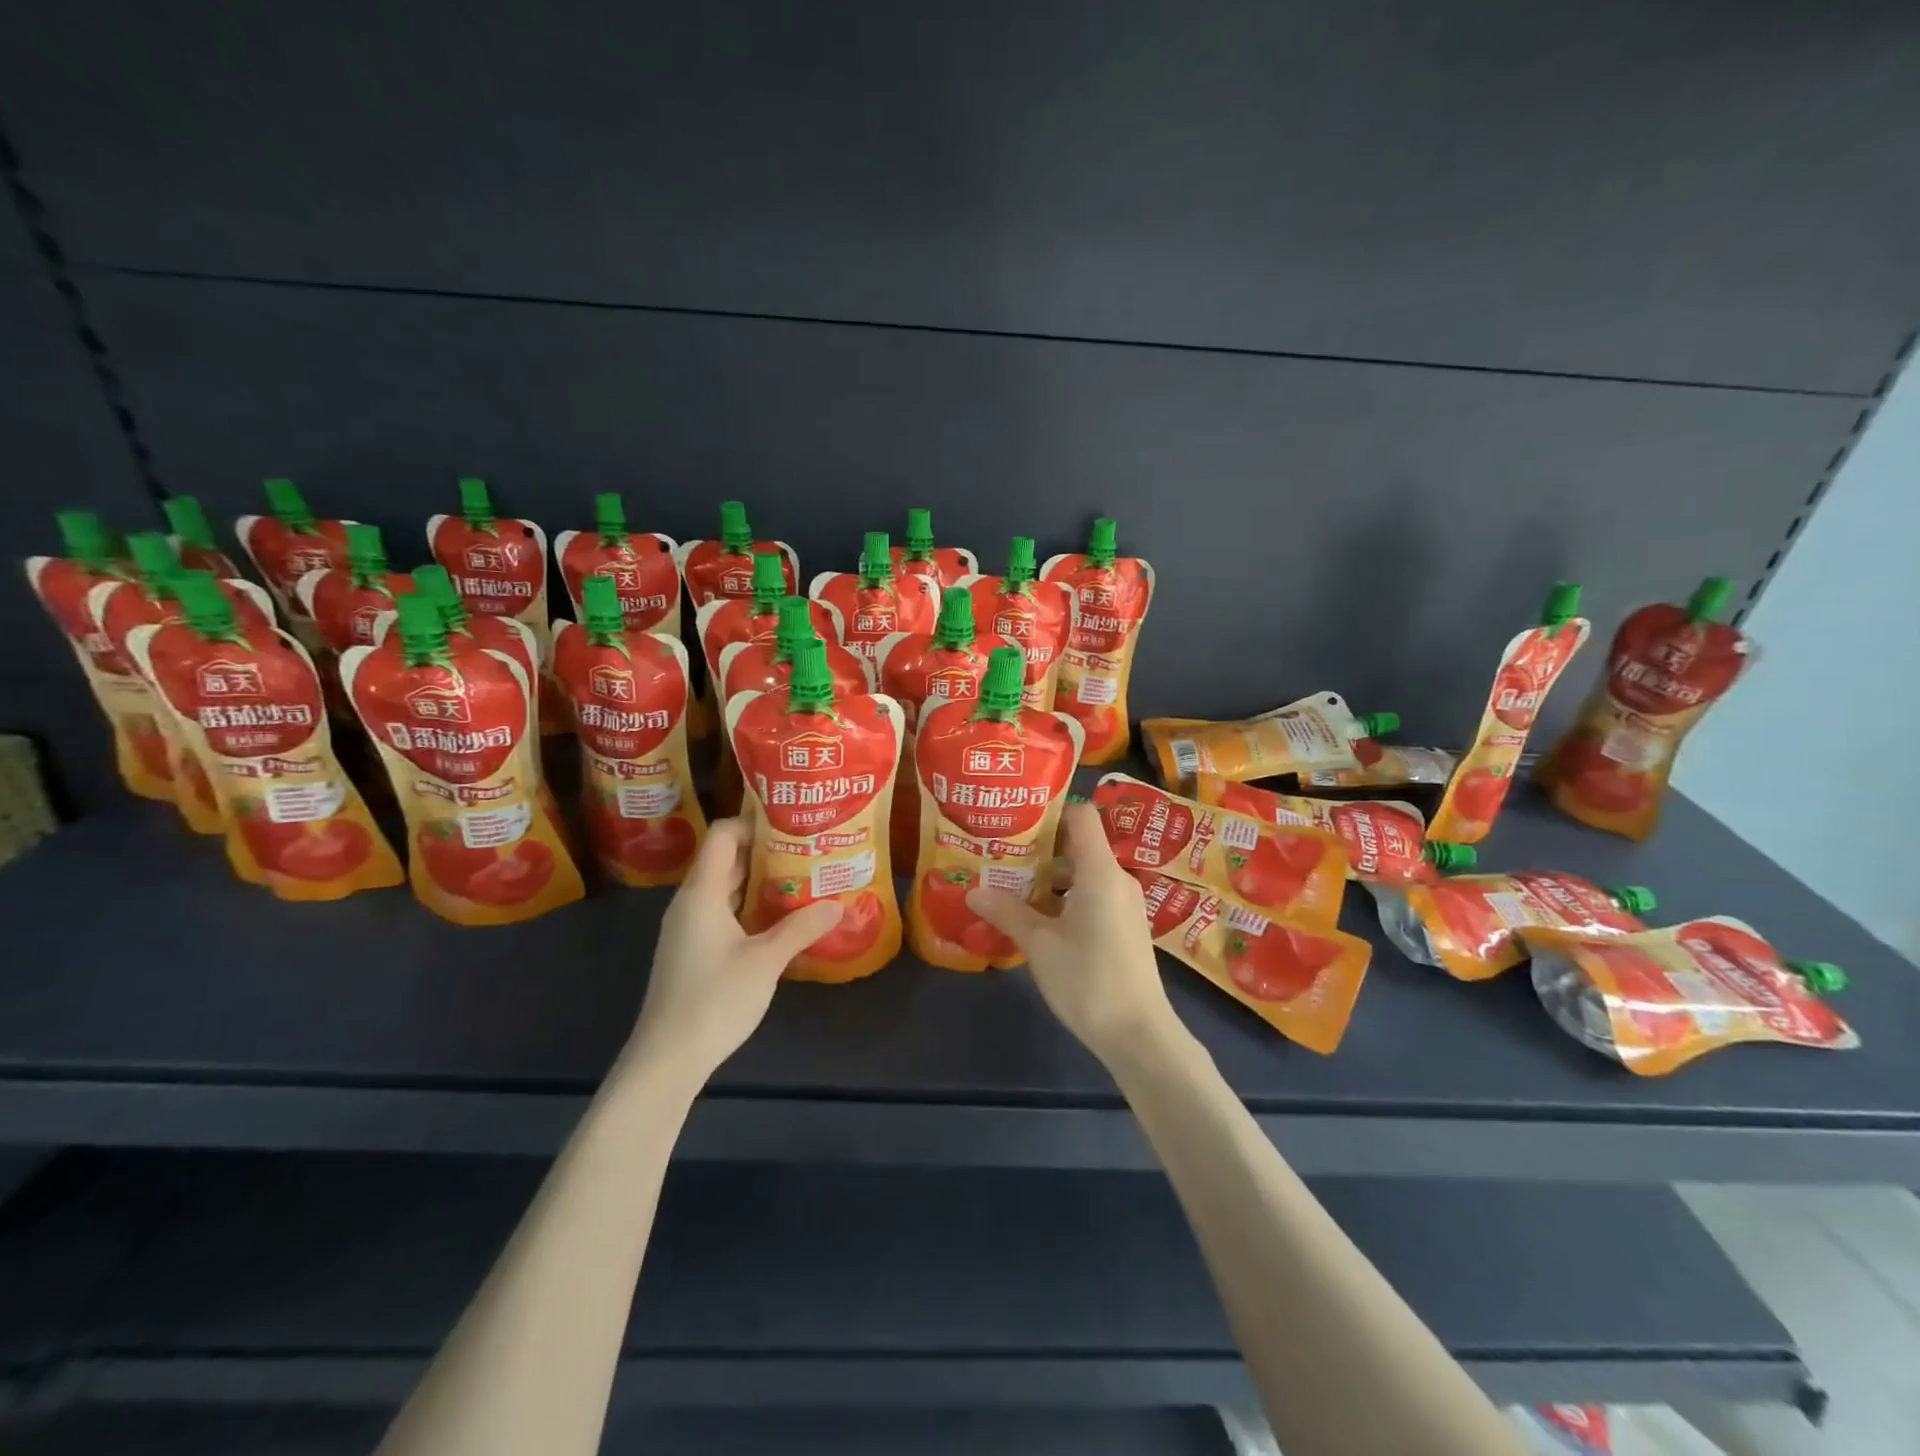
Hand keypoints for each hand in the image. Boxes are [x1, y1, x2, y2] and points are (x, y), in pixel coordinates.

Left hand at [625, 818, 842, 1086]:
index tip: (792, 824)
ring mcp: (690, 928)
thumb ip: (801, 928)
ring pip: (727, 887)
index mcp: (702, 893)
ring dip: (760, 880)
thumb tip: (839, 904)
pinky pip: (724, 912)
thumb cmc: (714, 1000)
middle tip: (808, 847)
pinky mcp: (694, 950)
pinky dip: (751, 906)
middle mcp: (692, 902)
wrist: (667, 1059)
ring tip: (803, 876)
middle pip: (726, 859)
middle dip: (766, 850)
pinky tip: (782, 917)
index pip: (723, 835)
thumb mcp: (766, 961)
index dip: (754, 822)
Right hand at [967, 802, 1181, 1065]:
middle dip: (1040, 846)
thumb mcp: (1040, 945)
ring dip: (1050, 876)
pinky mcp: (1125, 925)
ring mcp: (1125, 903)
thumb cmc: (1088, 980)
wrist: (1139, 1034)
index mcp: (1100, 871)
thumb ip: (1007, 912)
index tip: (1016, 819)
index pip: (1081, 815)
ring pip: (1084, 872)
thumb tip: (973, 891)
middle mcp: (1117, 878)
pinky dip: (1066, 896)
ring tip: (1011, 884)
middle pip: (1079, 843)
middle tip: (1002, 852)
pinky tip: (1037, 916)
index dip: (1050, 810)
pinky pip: (1093, 893)